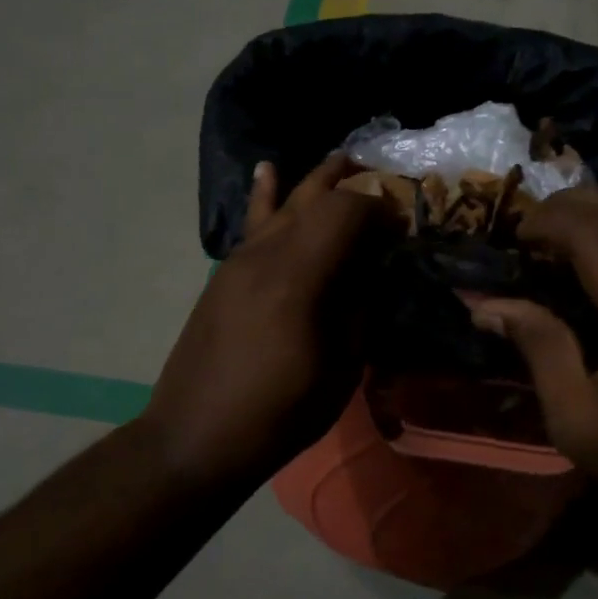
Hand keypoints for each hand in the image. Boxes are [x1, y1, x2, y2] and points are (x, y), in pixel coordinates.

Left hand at [138, 154, 385, 493]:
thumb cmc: (277, 413)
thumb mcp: (339, 369)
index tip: (403, 227)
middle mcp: (265, 254)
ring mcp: (238, 261)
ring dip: (315, 184)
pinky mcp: (223, 275)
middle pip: (313, 197)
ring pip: (281, 203)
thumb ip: (358, 310)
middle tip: (382, 180)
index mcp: (298, 277)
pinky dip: (268, 195)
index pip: (346, 211)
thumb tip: (371, 272)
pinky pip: (253, 223)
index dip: (380, 209)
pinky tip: (269, 171)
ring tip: (342, 162)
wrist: (194, 436)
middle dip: (351, 183)